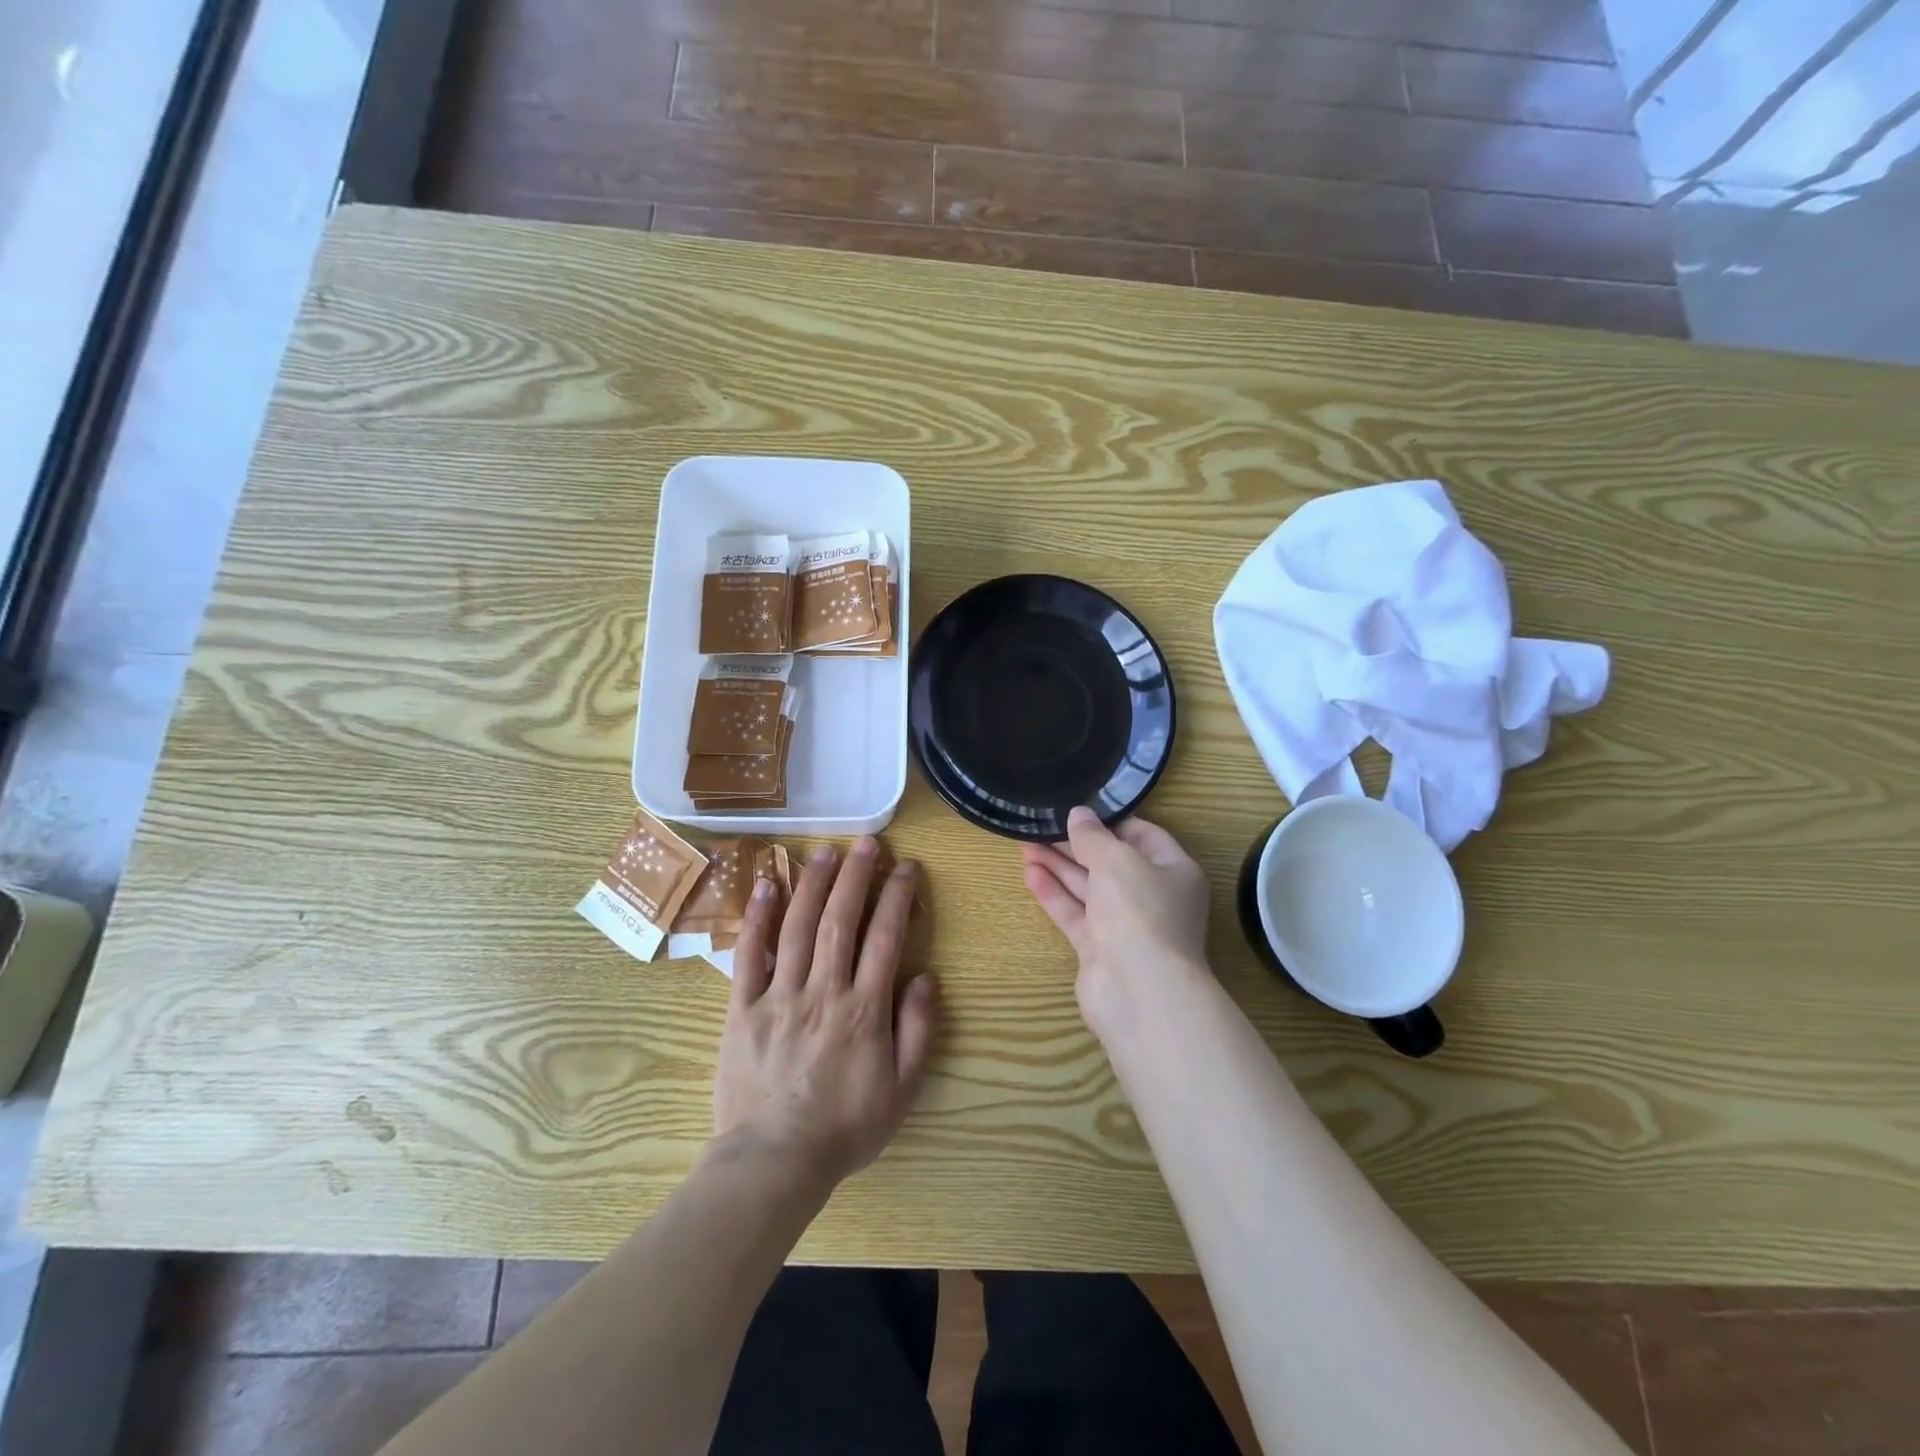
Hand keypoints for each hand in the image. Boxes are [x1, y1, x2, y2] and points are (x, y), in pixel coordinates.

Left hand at [713, 839, 936, 1190]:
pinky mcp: (743, 1007)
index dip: (897, 896)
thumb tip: (924, 977)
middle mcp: (823, 991)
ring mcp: (779, 995)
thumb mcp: (902, 1090)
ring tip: (827, 851)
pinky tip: (769, 885)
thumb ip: (917, 1030)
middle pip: (840, 920)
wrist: (773, 1162)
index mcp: (864, 1009)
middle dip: (856, 876)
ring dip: (814, 884)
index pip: (885, 937)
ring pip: (798, 927)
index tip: (906, 867)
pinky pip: (748, 955)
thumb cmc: (845, 1127)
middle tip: (867, 842)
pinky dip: (759, 917)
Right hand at [1022, 808, 1211, 1036]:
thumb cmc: (1139, 911)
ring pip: (1089, 888)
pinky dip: (1054, 893)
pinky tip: (1030, 873)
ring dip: (1059, 865)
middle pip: (1111, 862)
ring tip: (1025, 842)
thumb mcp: (1116, 860)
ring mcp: (1125, 925)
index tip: (1078, 808)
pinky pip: (1075, 913)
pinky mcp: (1100, 948)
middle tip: (1041, 824)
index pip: (1142, 835)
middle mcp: (1153, 896)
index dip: (1110, 820)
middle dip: (1076, 844)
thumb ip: (1093, 836)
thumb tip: (1078, 814)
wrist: (1139, 991)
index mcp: (1174, 871)